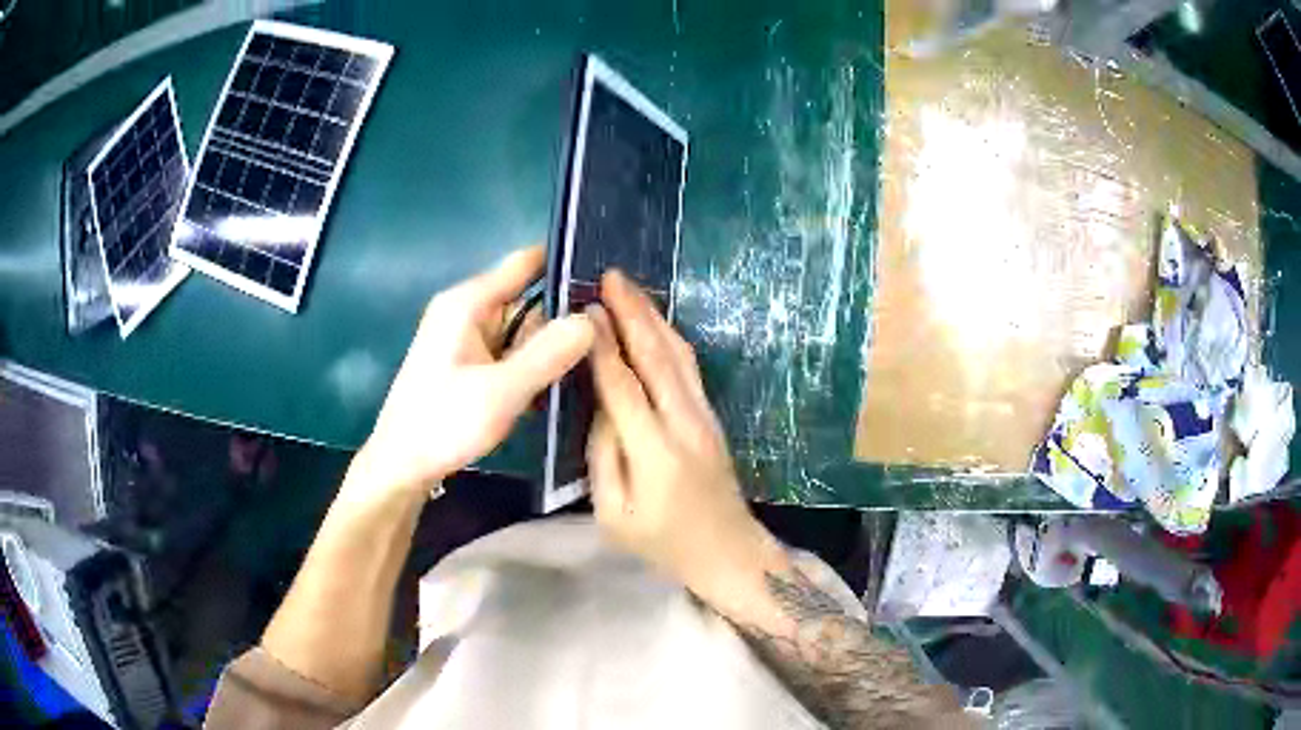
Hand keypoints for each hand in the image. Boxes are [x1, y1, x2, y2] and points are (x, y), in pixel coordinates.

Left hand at [348, 246, 593, 502]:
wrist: (402, 468)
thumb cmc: (442, 424)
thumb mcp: (500, 391)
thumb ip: (547, 353)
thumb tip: (593, 317)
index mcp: (468, 303)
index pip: (527, 262)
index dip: (567, 264)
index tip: (612, 282)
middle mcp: (470, 312)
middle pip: (532, 301)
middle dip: (567, 321)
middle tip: (612, 343)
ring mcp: (471, 340)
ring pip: (527, 333)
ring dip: (553, 352)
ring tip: (596, 369)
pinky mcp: (473, 366)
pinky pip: (515, 356)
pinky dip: (536, 369)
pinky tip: (563, 390)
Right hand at [587, 270, 780, 604]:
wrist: (727, 551)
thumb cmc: (664, 543)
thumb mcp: (614, 514)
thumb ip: (602, 456)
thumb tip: (600, 406)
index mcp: (654, 452)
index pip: (623, 386)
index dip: (603, 345)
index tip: (584, 310)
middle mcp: (684, 423)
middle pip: (657, 356)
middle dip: (632, 312)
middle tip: (610, 276)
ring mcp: (704, 416)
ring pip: (678, 354)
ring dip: (653, 316)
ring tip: (629, 288)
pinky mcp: (712, 416)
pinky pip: (688, 367)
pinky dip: (670, 337)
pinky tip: (655, 321)